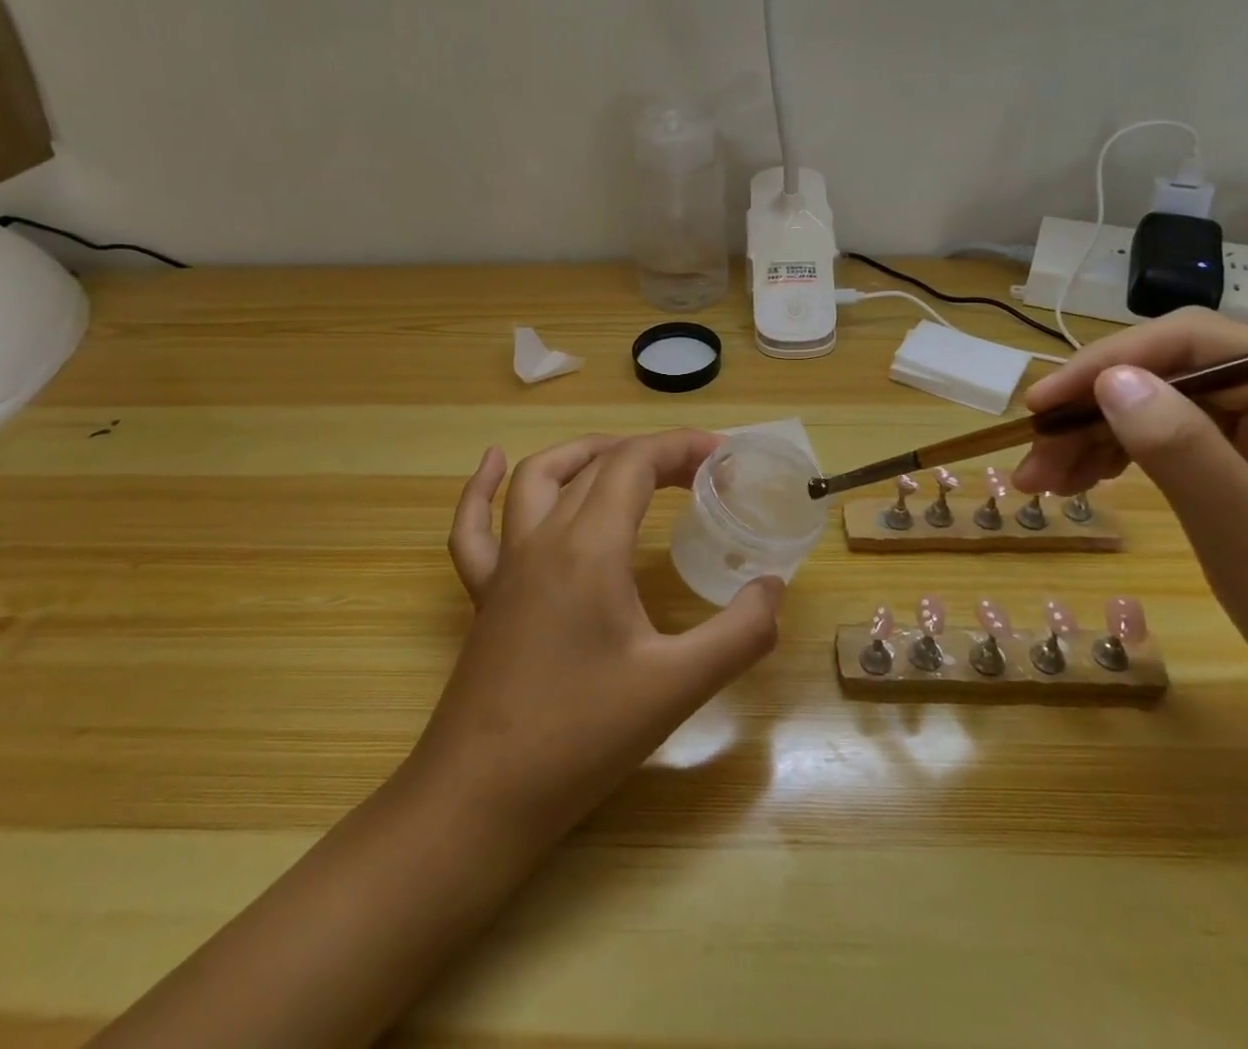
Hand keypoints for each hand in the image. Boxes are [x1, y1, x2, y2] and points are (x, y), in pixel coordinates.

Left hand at [424, 431, 784, 842]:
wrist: (480, 800)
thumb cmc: (580, 738)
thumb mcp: (676, 687)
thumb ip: (738, 633)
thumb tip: (773, 587)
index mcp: (589, 547)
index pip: (635, 463)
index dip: (681, 447)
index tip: (725, 457)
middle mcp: (543, 539)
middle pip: (598, 465)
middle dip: (652, 453)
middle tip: (698, 471)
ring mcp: (506, 564)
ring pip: (537, 478)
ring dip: (583, 454)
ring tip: (623, 455)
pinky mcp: (485, 594)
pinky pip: (474, 526)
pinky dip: (480, 487)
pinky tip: (492, 462)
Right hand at [1015, 310, 1247, 797]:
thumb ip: (1181, 451)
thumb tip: (1110, 379)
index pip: (1194, 344)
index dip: (1106, 362)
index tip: (1041, 407)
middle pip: (1174, 381)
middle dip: (1092, 412)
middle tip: (1031, 463)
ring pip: (1172, 417)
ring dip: (1101, 441)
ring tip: (1043, 483)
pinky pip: (1189, 455)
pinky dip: (1132, 466)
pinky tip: (1093, 485)